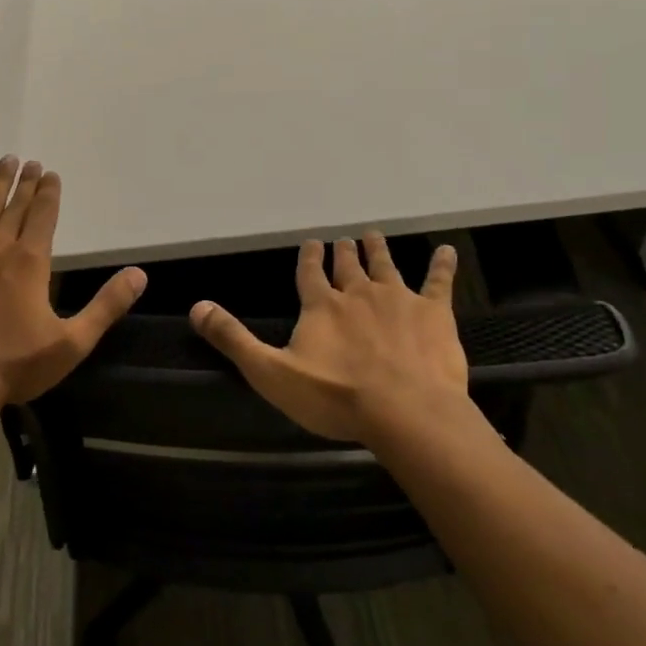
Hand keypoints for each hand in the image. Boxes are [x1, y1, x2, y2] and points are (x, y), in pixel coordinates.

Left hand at [0, 155, 146, 406]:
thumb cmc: (17, 363)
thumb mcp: (73, 341)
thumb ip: (106, 306)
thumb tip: (139, 275)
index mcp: (31, 262)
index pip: (44, 217)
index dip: (49, 194)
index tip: (51, 173)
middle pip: (16, 208)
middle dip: (25, 184)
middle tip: (30, 161)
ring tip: (3, 165)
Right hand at [190, 233, 469, 444]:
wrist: (405, 410)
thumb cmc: (335, 396)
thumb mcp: (271, 372)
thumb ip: (234, 339)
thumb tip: (197, 306)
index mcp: (321, 306)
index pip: (310, 273)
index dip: (309, 257)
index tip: (311, 242)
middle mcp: (358, 293)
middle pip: (348, 266)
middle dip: (344, 252)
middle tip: (344, 238)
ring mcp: (398, 299)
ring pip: (385, 266)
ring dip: (378, 250)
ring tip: (374, 234)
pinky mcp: (434, 313)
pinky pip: (439, 282)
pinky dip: (442, 266)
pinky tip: (447, 251)